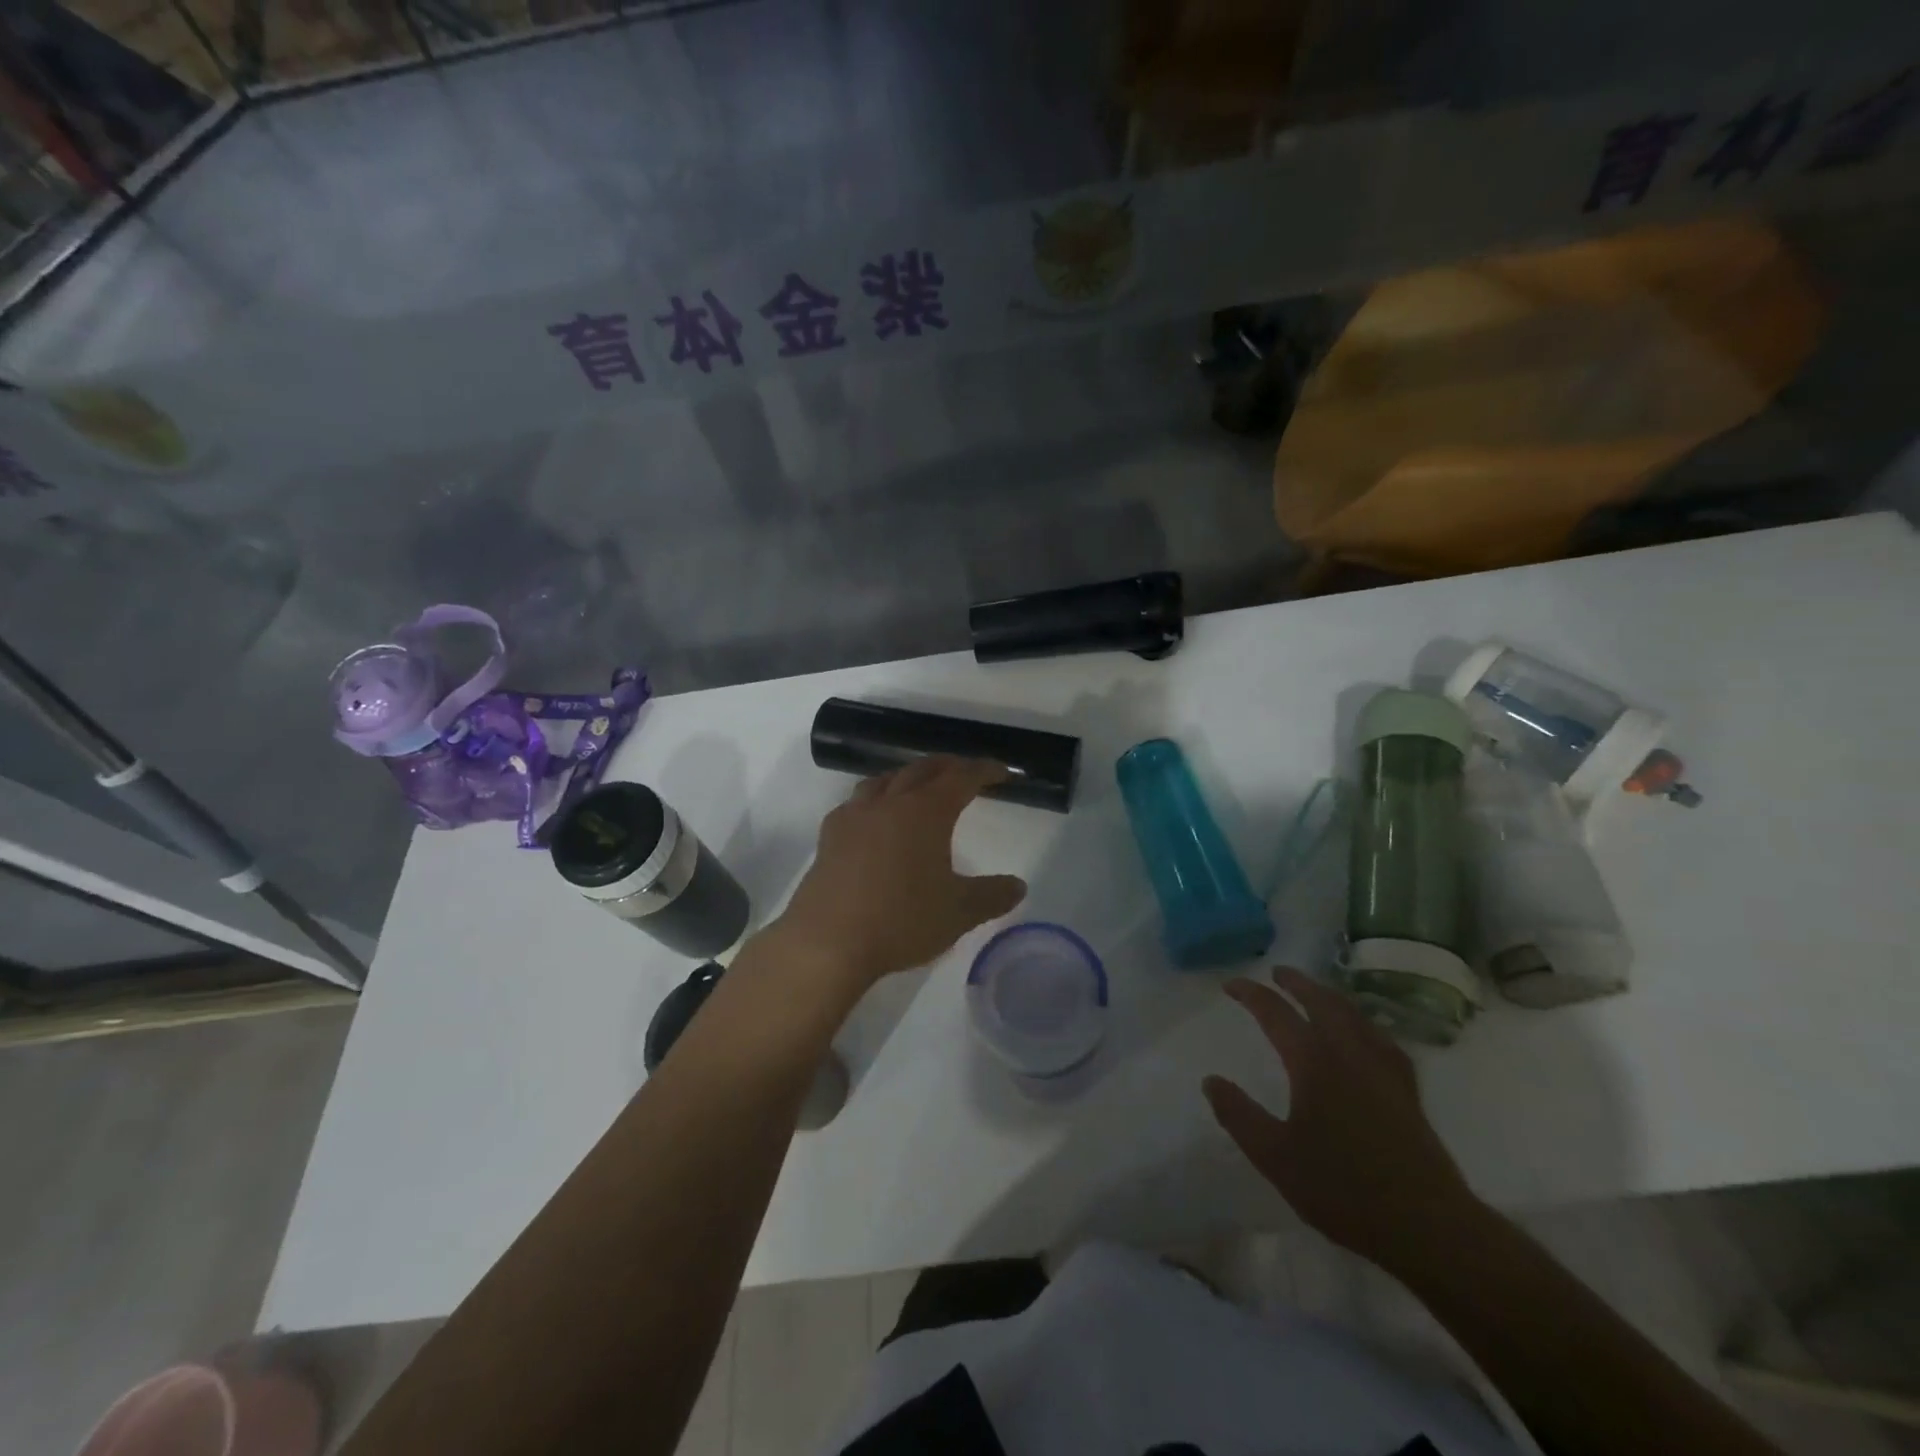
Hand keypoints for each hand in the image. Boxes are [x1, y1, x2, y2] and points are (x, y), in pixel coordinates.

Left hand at [771, 756, 1026, 992]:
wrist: (828, 940)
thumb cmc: (902, 920)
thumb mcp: (958, 913)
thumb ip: (992, 896)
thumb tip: (1018, 886)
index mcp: (926, 812)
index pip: (961, 778)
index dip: (984, 770)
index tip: (1001, 772)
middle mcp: (890, 803)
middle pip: (922, 769)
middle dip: (948, 766)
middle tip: (965, 773)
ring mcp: (855, 816)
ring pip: (885, 780)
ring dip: (908, 776)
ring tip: (919, 787)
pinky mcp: (830, 836)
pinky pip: (856, 802)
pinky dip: (875, 799)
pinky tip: (874, 819)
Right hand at [1203, 967, 1479, 1273]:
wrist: (1428, 1227)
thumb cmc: (1344, 1190)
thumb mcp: (1275, 1157)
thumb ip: (1239, 1115)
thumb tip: (1210, 1080)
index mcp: (1314, 1063)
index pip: (1276, 1013)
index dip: (1251, 994)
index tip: (1230, 985)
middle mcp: (1350, 1054)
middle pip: (1322, 1002)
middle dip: (1297, 983)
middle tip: (1277, 973)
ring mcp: (1384, 1070)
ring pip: (1355, 1015)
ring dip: (1329, 996)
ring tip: (1316, 994)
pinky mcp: (1407, 1091)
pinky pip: (1381, 1038)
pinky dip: (1362, 1023)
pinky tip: (1364, 1035)